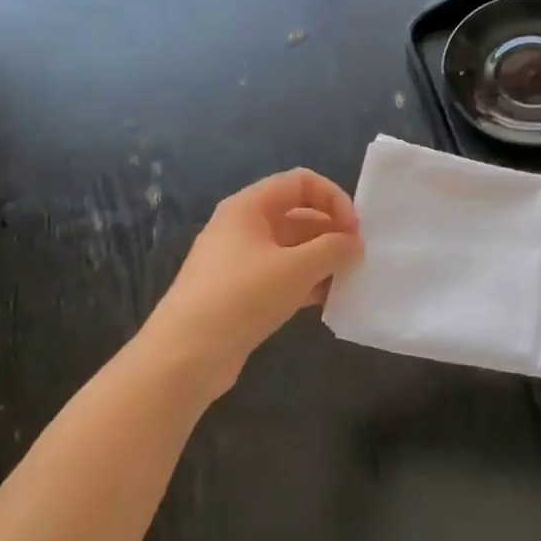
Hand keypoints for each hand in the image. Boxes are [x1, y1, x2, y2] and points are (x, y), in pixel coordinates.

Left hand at [143, 168, 362, 395]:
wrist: (183, 357)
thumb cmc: (241, 298)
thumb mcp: (296, 268)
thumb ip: (333, 249)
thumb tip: (354, 244)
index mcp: (249, 206)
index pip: (301, 182)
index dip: (333, 199)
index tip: (354, 231)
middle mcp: (243, 226)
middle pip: (297, 214)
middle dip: (331, 232)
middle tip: (357, 259)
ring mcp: (239, 261)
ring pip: (291, 248)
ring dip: (321, 260)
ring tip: (346, 281)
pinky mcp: (240, 292)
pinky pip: (281, 275)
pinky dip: (305, 282)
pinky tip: (326, 301)